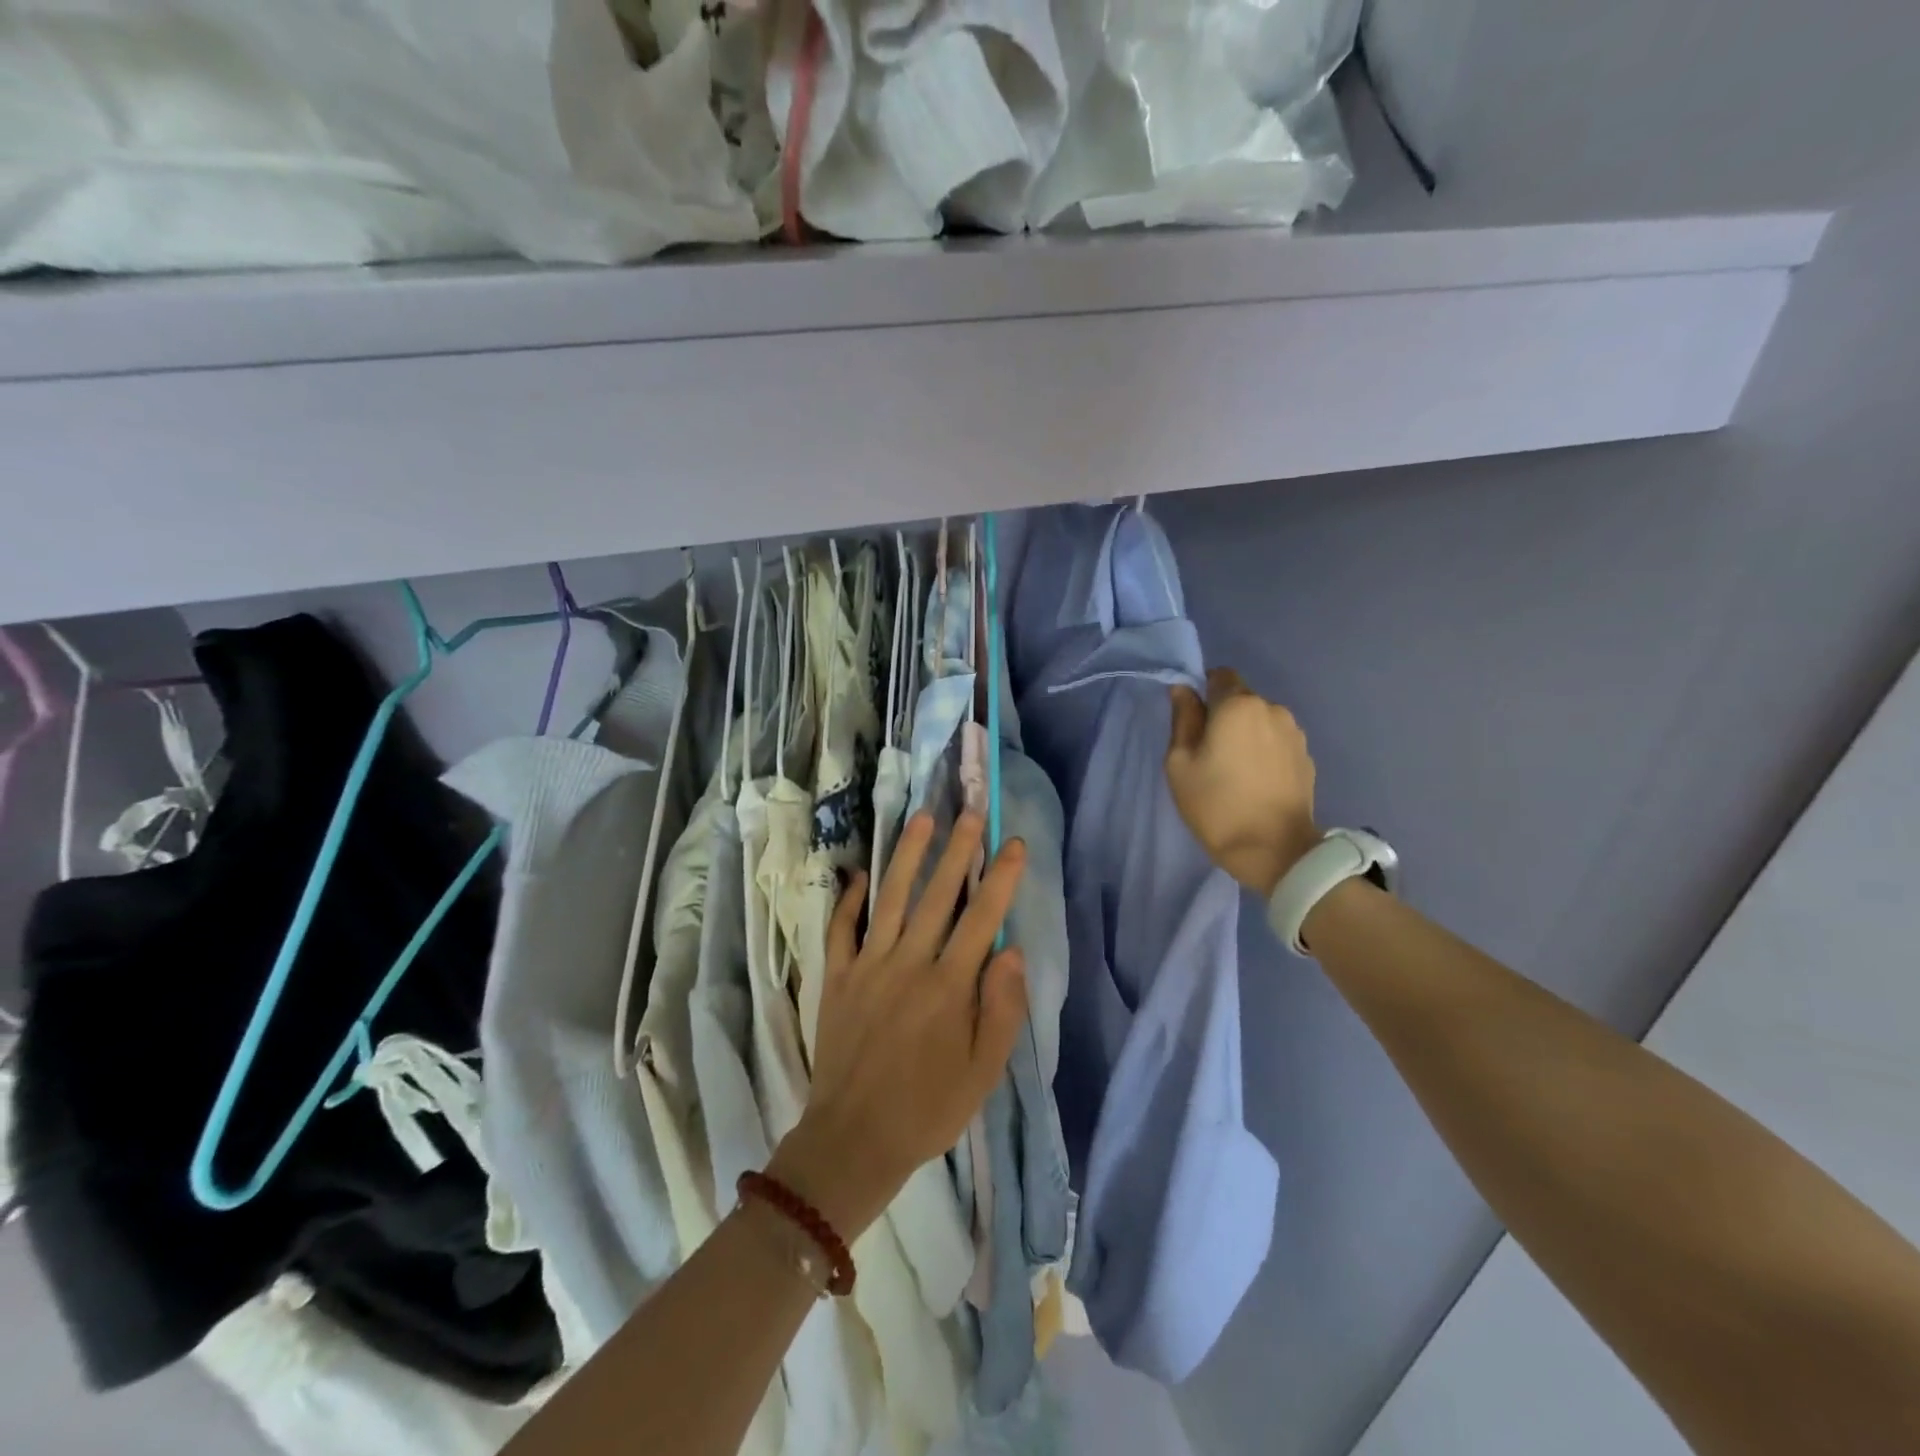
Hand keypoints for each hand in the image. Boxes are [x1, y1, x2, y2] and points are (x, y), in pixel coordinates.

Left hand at [769, 812, 1027, 1238]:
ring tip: (921, 818)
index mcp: (949, 986)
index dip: (1001, 877)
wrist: (853, 1139)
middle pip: (937, 895)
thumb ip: (1001, 1008)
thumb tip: (1010, 950)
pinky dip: (849, 899)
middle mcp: (909, 963)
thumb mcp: (983, 1072)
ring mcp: (868, 966)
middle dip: (957, 849)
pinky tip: (858, 873)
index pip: (982, 917)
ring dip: (907, 856)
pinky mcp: (838, 977)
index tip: (1014, 843)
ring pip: (890, 898)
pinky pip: (842, 928)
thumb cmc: (928, 1109)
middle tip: (969, 811)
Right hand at [1165, 667, 1320, 896]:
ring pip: (1261, 721)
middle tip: (1208, 752)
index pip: (1219, 676)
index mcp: (1238, 705)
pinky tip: (1256, 781)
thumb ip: (1183, 720)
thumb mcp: (1180, 764)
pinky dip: (1264, 752)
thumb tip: (1183, 691)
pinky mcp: (1307, 757)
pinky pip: (1277, 742)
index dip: (1203, 692)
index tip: (1192, 722)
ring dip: (1246, 734)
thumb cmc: (1217, 805)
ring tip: (1234, 770)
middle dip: (1224, 716)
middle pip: (1241, 699)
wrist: (1275, 850)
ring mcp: (1295, 733)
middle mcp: (1272, 708)